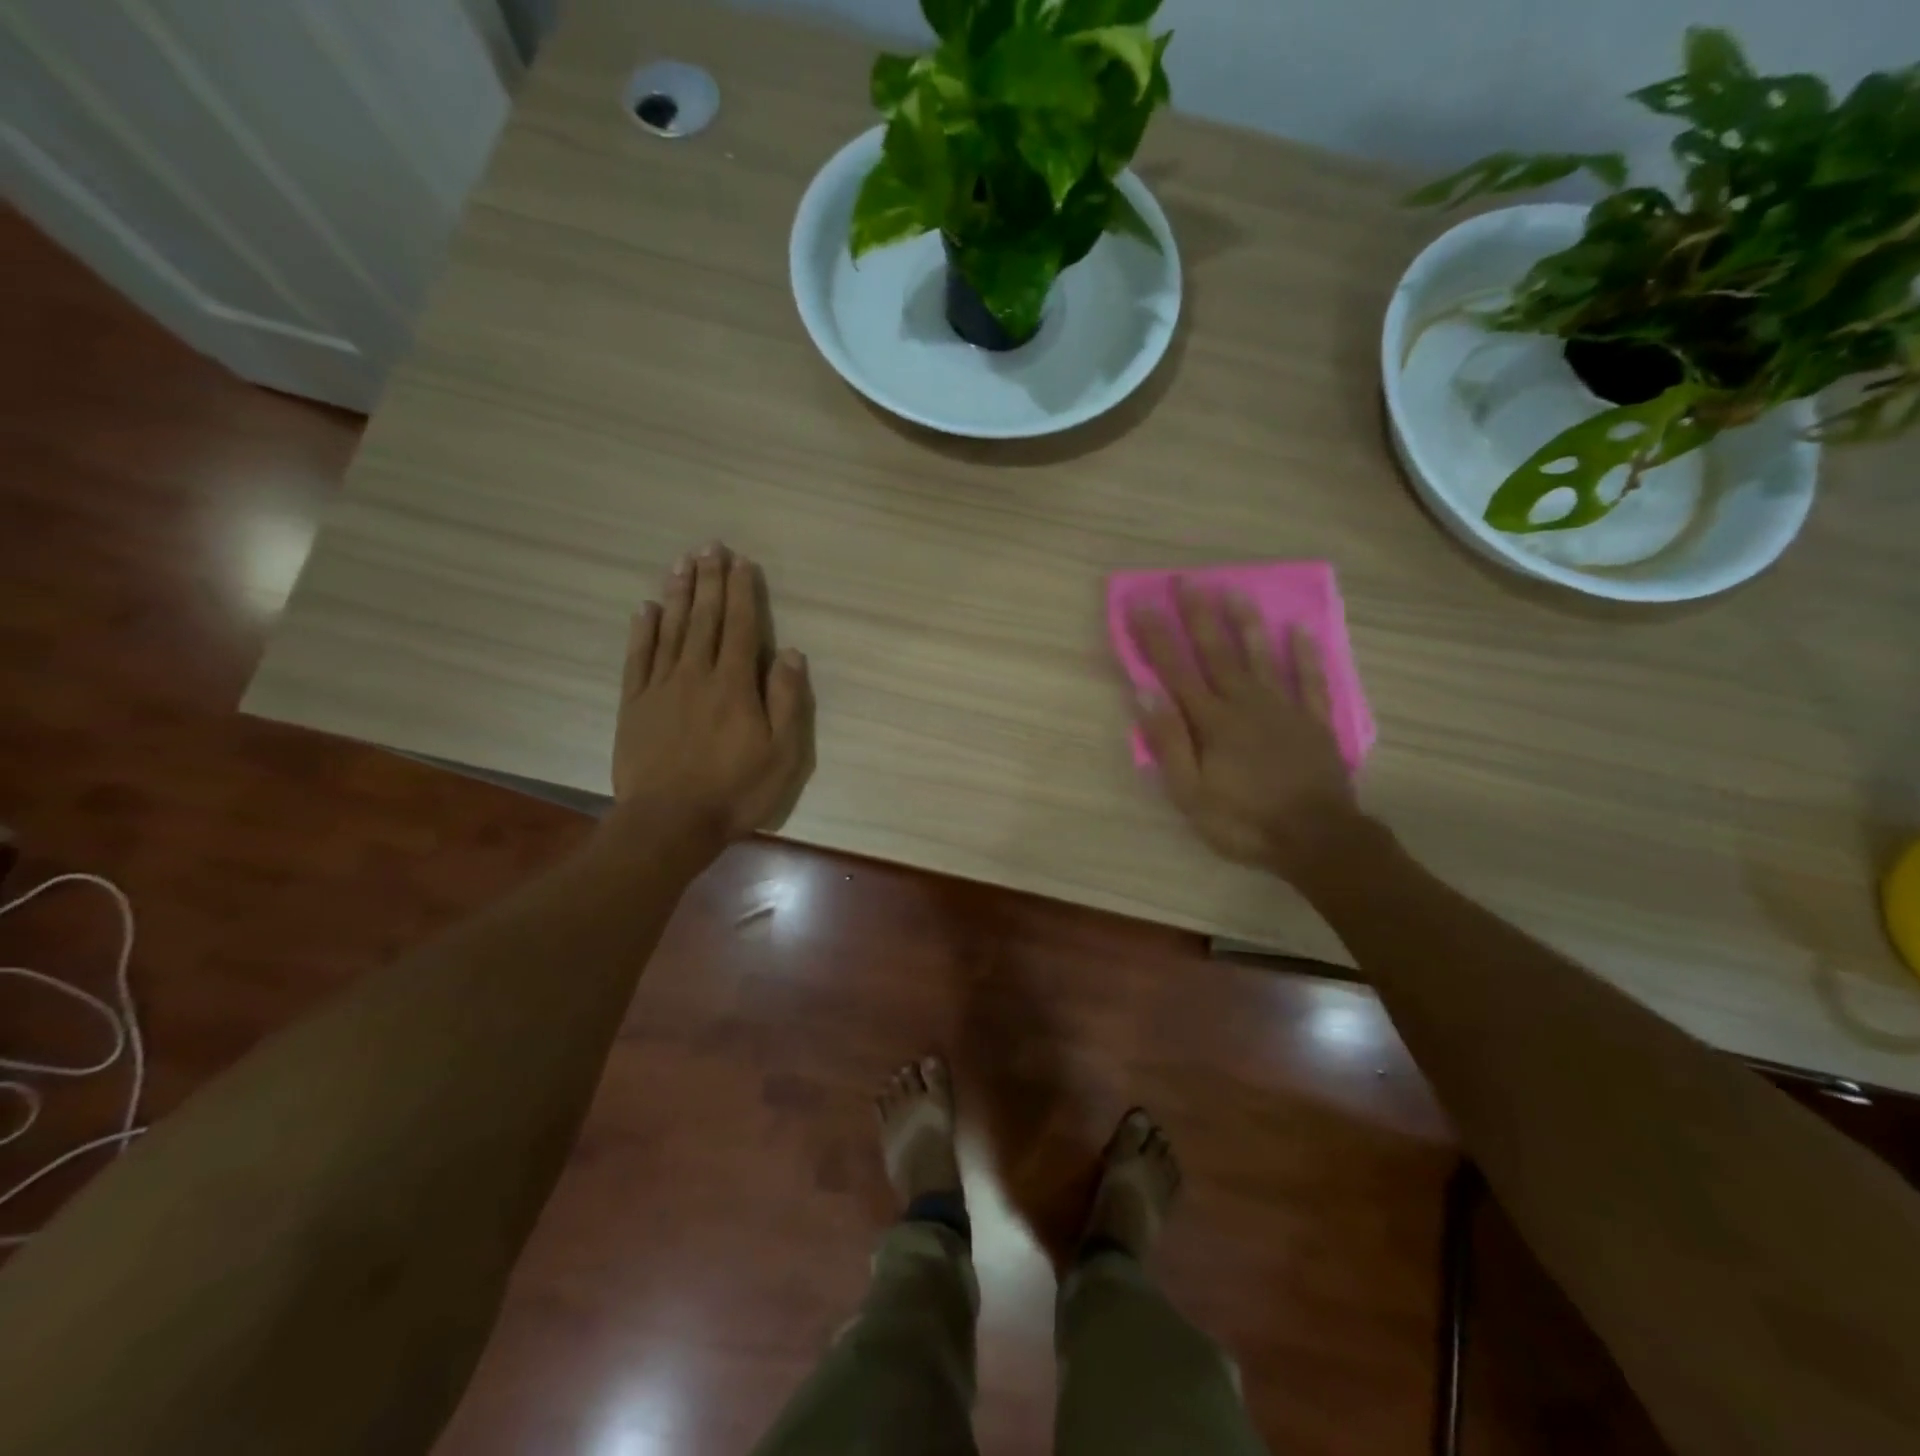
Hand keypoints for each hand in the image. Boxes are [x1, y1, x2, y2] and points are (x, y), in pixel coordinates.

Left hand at [610, 542, 813, 851]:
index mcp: (735, 684)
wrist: (670, 821)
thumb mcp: (782, 754)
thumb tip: (789, 652)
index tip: (742, 562)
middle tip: (709, 546)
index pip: (740, 627)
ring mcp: (661, 687)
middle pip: (704, 618)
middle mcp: (697, 674)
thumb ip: (787, 700)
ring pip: (671, 629)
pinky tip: (645, 609)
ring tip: (681, 563)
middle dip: (709, 580)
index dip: (742, 592)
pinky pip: (638, 657)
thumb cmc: (735, 790)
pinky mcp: (634, 704)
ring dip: (678, 594)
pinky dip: (642, 631)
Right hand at [1128, 580, 1367, 885]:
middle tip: (1186, 579)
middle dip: (1198, 615)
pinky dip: (1307, 655)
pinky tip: (1300, 629)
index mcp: (1212, 722)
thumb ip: (1169, 742)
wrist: (1317, 840)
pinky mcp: (1314, 723)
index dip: (1156, 636)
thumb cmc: (1244, 821)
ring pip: (1262, 657)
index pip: (1176, 671)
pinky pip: (1312, 681)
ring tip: (1234, 589)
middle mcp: (1245, 704)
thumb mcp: (1190, 794)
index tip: (1140, 603)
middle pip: (1217, 652)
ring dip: (1246, 623)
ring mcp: (1284, 710)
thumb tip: (1145, 693)